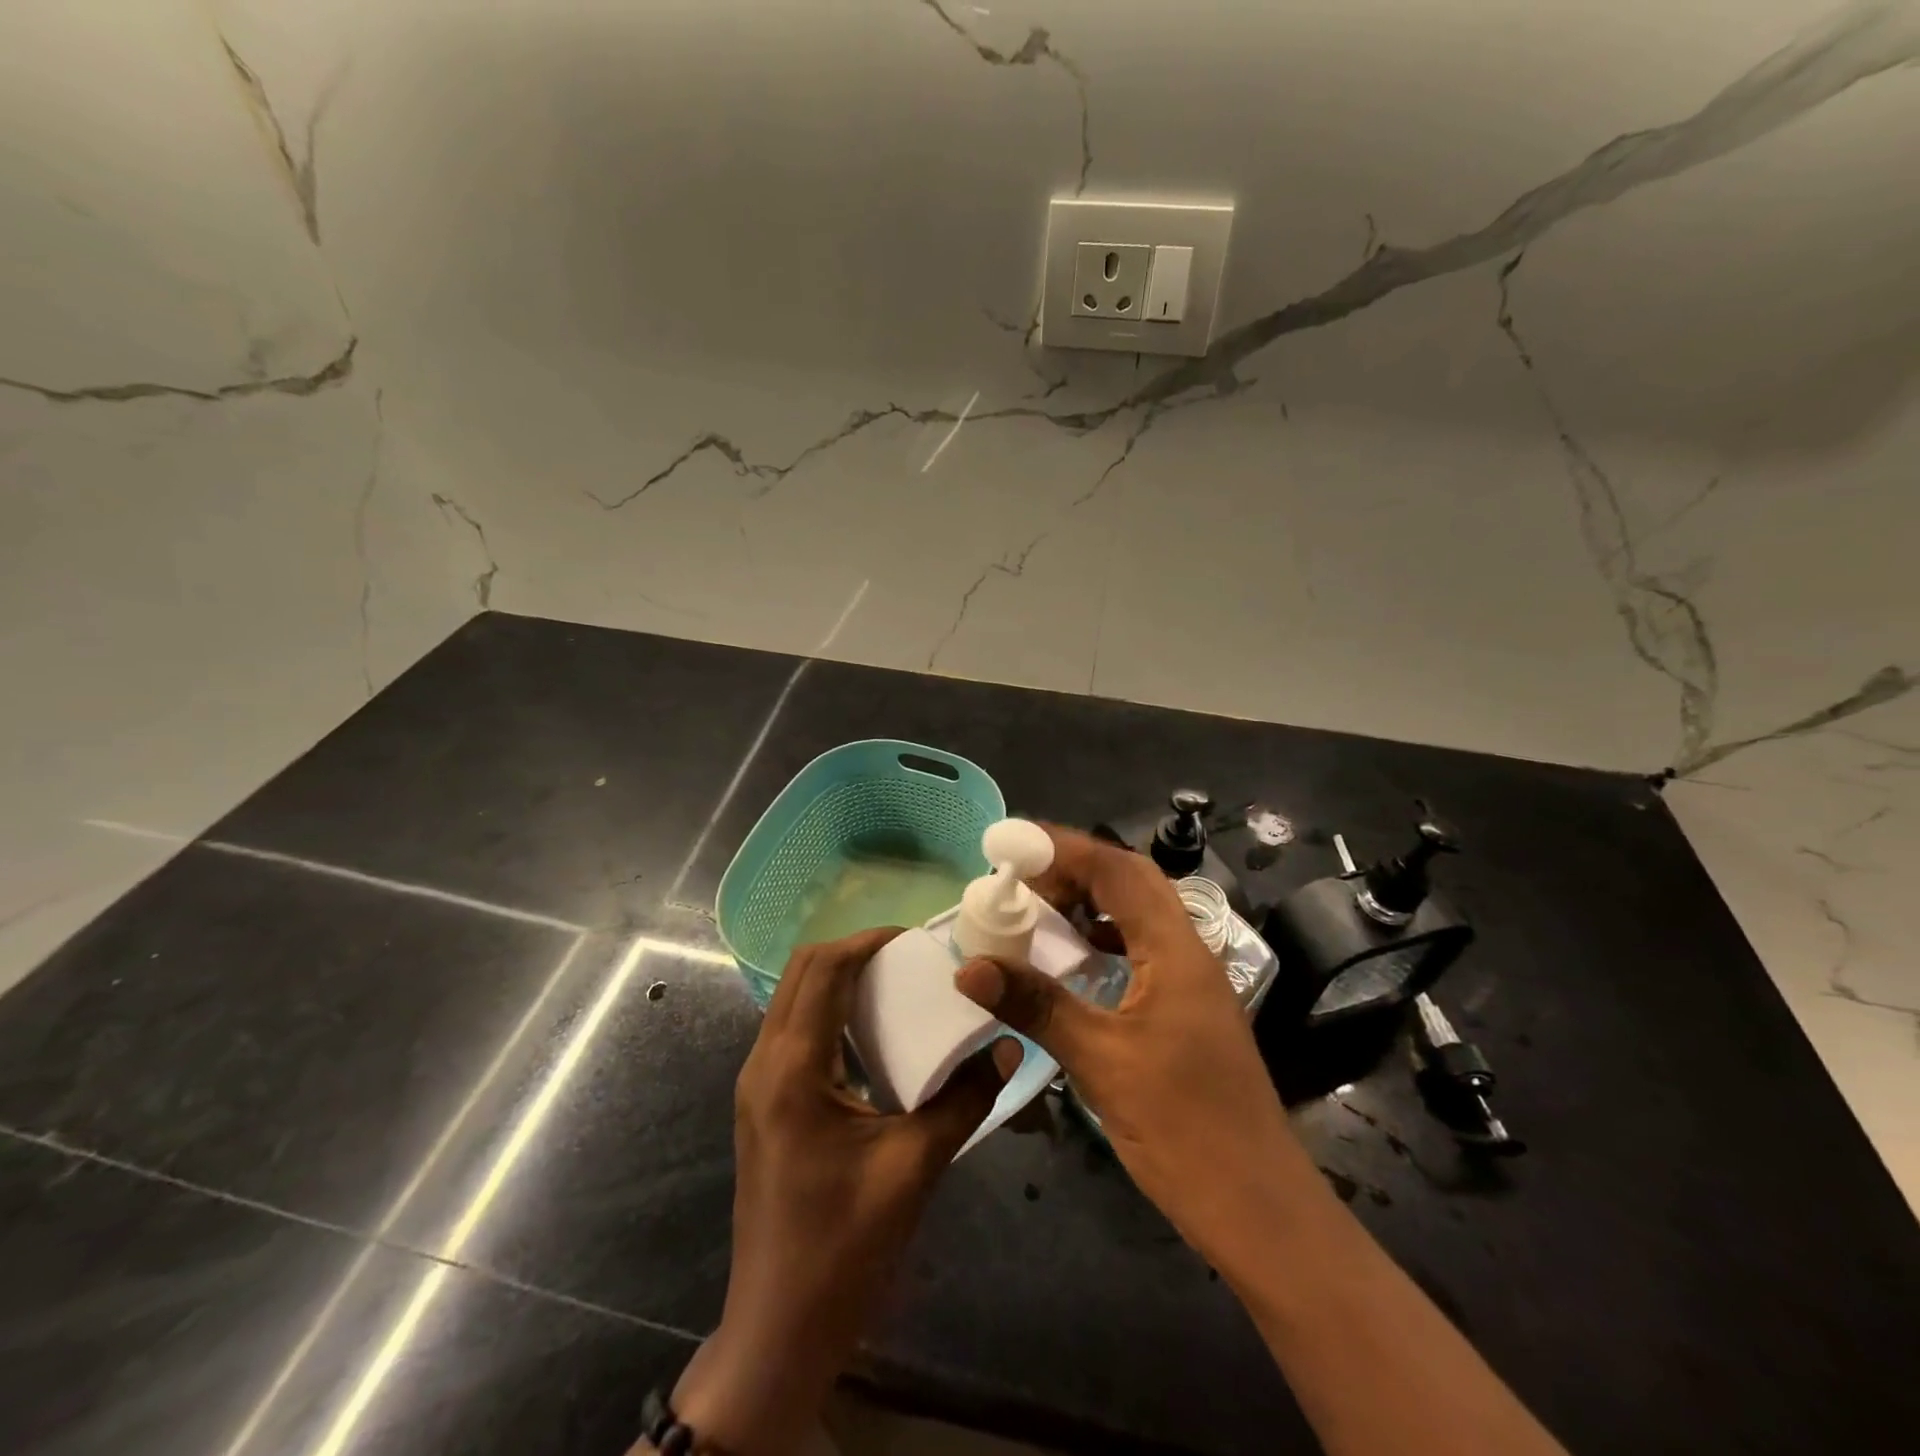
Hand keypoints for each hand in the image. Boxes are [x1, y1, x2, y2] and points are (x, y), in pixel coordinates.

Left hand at [669, 929, 1011, 1454]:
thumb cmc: (845, 1247)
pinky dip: (829, 1012)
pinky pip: (793, 1031)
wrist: (780, 1329)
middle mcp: (764, 1063)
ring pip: (793, 999)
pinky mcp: (762, 1104)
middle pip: (802, 972)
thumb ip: (964, 1100)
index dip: (868, 942)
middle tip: (908, 958)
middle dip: (853, 952)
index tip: (915, 939)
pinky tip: (871, 1036)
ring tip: (894, 986)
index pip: (823, 969)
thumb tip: (1006, 1047)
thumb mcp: (915, 1167)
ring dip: (839, 980)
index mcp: (792, 1068)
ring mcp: (757, 1084)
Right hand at [954, 827, 1307, 1267]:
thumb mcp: (1100, 1060)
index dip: (1064, 848)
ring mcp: (1193, 982)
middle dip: (1076, 869)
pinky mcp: (1187, 1010)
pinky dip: (1103, 939)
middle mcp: (1189, 952)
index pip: (1118, 871)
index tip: (1012, 844)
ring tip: (1040, 911)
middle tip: (1022, 879)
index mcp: (1175, 951)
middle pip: (1133, 882)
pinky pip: (1141, 949)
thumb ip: (1036, 1005)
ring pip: (1139, 915)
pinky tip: (1075, 961)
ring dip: (1091, 902)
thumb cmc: (1183, 1128)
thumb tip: (971, 966)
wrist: (1258, 1208)